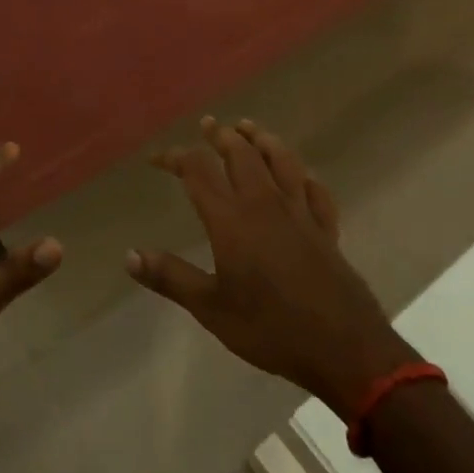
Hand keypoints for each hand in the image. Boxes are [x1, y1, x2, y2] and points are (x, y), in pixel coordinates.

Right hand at [128, 118, 410, 417]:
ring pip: (281, 161)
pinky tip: (301, 175)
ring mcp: (300, 212)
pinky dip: (304, 176)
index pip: (197, 170)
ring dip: (262, 140)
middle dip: (221, 136)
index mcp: (231, 219)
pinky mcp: (326, 228)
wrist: (343, 348)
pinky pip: (316, 190)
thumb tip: (130, 255)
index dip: (175, 157)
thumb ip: (170, 277)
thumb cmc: (270, 328)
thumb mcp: (211, 308)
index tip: (157, 159)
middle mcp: (264, 203)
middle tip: (208, 124)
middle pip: (241, 154)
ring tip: (249, 128)